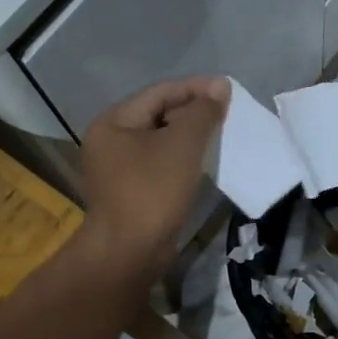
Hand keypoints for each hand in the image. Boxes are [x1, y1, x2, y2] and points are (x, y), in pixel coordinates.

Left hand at [80, 76, 229, 278]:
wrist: (129, 252)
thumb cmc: (152, 191)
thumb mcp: (182, 145)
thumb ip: (202, 112)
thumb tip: (220, 86)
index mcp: (113, 122)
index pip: (159, 93)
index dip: (195, 89)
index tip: (227, 90)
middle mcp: (110, 140)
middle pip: (158, 114)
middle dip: (193, 112)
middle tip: (227, 113)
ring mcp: (118, 168)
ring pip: (160, 140)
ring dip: (189, 136)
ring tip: (220, 134)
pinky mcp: (130, 191)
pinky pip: (159, 163)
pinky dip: (181, 158)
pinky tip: (203, 162)